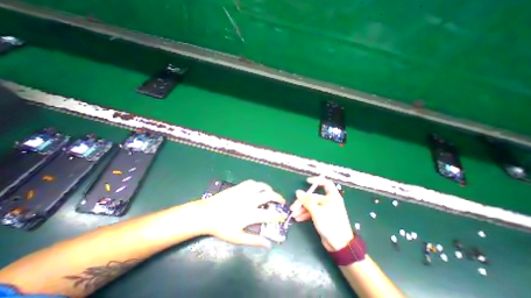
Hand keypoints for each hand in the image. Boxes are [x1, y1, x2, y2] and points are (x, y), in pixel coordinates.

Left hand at [199, 180, 285, 247]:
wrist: (207, 213)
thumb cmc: (222, 227)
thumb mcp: (238, 237)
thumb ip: (254, 241)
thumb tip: (268, 244)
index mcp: (250, 214)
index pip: (270, 214)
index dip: (279, 216)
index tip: (283, 217)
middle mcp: (250, 200)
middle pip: (269, 195)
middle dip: (278, 198)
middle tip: (281, 201)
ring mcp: (244, 191)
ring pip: (261, 185)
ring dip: (269, 189)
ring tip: (271, 192)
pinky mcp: (239, 187)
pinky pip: (252, 182)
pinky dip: (258, 185)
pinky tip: (257, 188)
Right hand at [289, 177, 353, 250]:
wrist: (339, 245)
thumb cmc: (330, 224)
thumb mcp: (316, 211)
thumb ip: (306, 201)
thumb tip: (298, 192)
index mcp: (332, 197)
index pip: (326, 183)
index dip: (317, 181)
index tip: (307, 182)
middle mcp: (329, 201)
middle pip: (313, 197)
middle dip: (302, 202)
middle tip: (293, 207)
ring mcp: (325, 209)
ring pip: (311, 205)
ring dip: (302, 209)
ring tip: (294, 215)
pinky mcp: (322, 217)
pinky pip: (312, 212)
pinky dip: (305, 214)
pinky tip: (298, 218)